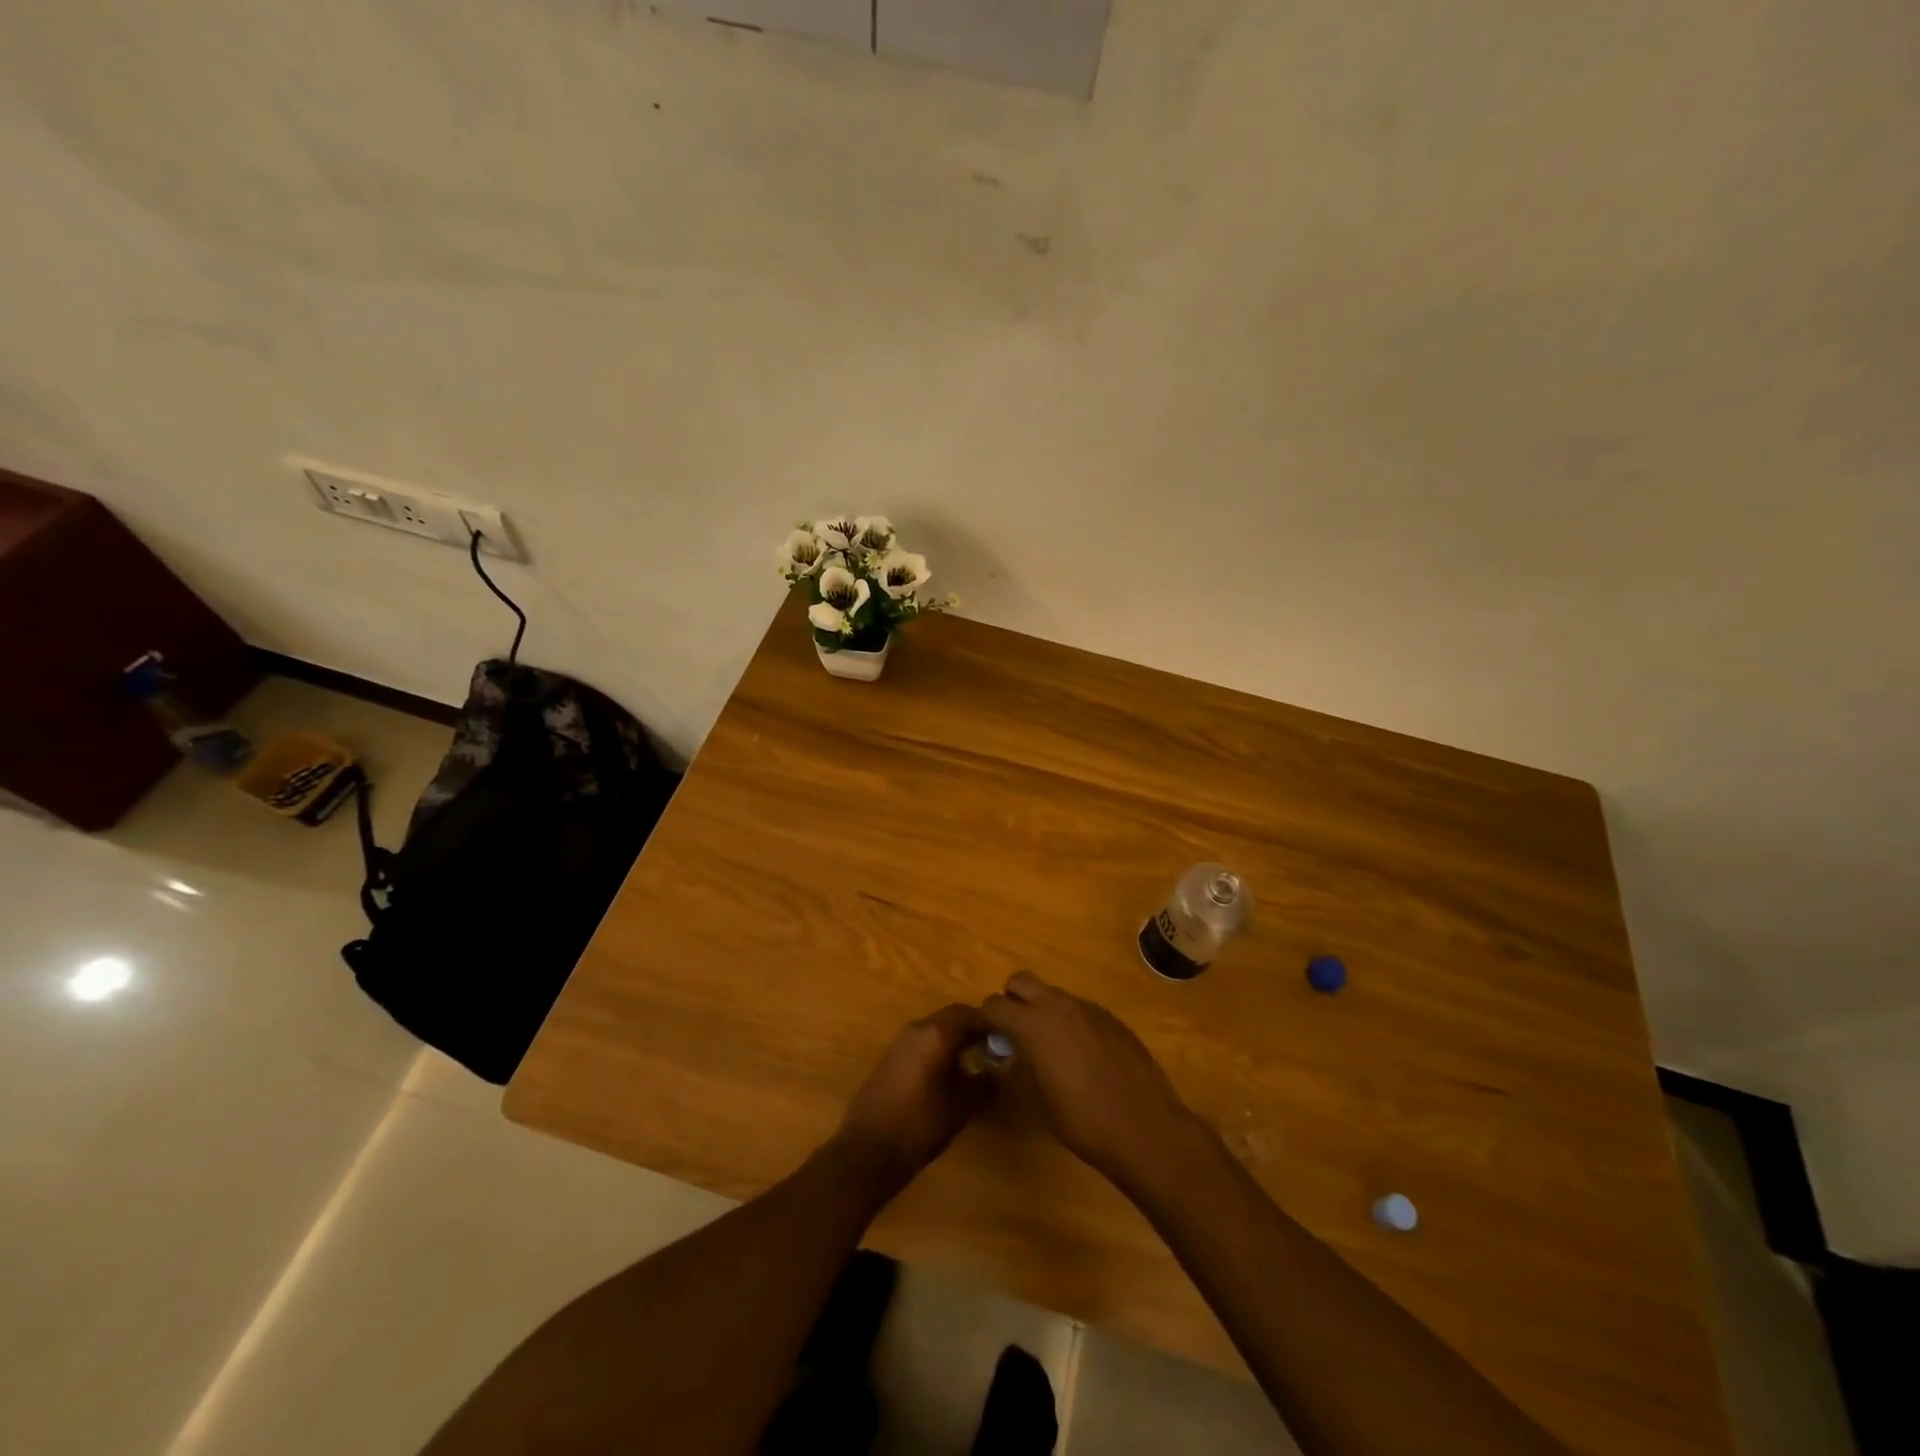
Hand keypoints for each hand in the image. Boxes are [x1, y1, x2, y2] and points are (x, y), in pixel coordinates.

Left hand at [835, 1004, 990, 1192]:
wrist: (868, 1149)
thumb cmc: (921, 1125)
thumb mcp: (962, 1106)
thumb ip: (984, 1083)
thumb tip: (997, 1070)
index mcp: (936, 1033)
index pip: (970, 1013)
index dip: (990, 1024)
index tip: (1006, 1041)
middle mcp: (917, 1028)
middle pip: (952, 1017)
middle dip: (972, 1030)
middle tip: (992, 1051)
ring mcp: (900, 1042)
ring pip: (935, 1029)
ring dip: (954, 1039)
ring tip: (972, 1064)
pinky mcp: (889, 1058)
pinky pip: (921, 1042)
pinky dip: (937, 1049)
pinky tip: (946, 1075)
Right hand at [981, 972, 1204, 1191]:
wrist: (1146, 1128)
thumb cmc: (1082, 1121)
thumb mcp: (1034, 1102)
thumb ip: (1012, 1071)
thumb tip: (1000, 1057)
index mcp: (1033, 1024)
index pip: (993, 1005)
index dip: (985, 1021)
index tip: (987, 1041)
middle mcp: (1058, 1005)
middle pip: (1020, 981)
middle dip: (1011, 1001)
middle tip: (1014, 1034)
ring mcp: (1088, 1008)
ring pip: (1052, 993)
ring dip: (1041, 1009)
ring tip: (1049, 1047)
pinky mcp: (1111, 1017)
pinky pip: (1079, 1008)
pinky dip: (1069, 1021)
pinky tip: (1081, 1055)